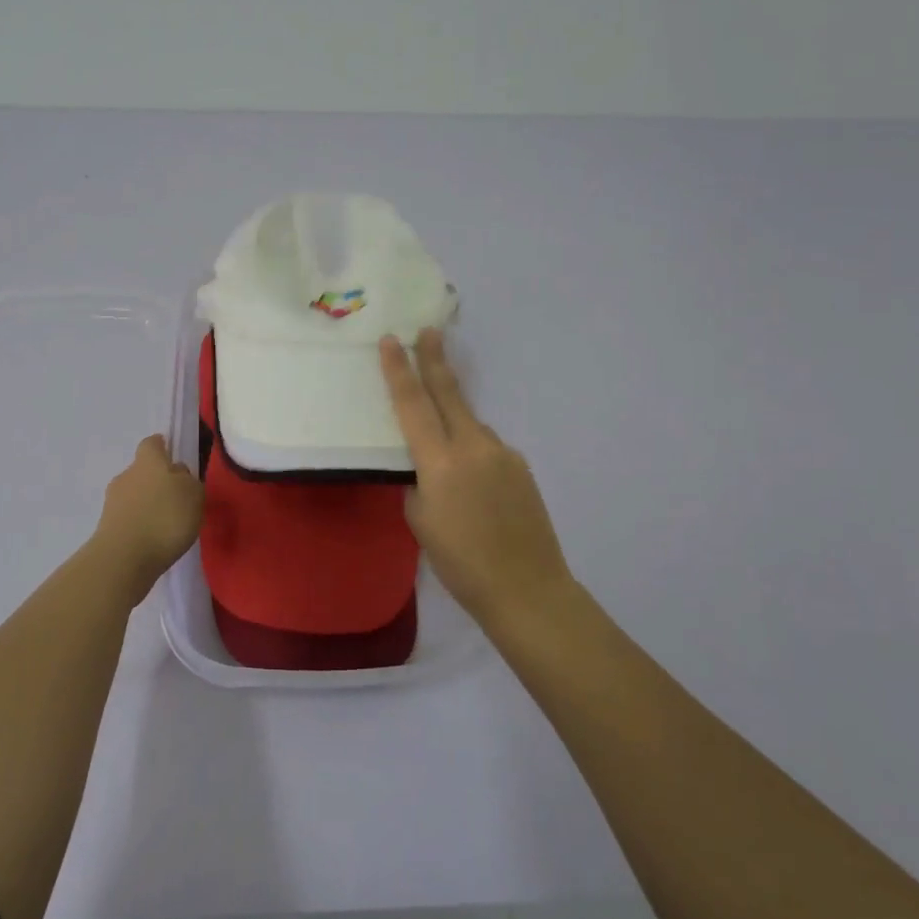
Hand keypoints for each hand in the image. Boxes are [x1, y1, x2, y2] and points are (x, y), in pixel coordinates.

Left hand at [91, 435, 204, 590]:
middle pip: (142, 470)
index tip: (171, 455)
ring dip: (148, 504)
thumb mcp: (193, 495)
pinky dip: (140, 523)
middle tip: (176, 498)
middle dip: (157, 480)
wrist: (124, 558)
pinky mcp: (107, 527)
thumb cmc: (165, 518)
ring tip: (166, 523)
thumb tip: (178, 475)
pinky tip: (153, 539)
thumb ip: (188, 481)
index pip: (152, 443)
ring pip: (134, 495)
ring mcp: (113, 501)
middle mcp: (127, 475)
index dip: (162, 447)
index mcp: (148, 461)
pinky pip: (128, 517)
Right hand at [379, 330, 572, 624]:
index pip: (413, 405)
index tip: (392, 340)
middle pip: (449, 393)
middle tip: (429, 330)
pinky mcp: (521, 466)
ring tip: (447, 464)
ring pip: (470, 425)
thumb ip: (419, 482)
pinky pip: (488, 449)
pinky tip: (475, 489)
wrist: (526, 588)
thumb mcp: (420, 520)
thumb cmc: (460, 562)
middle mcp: (474, 446)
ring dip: (454, 424)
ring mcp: (503, 453)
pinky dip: (473, 454)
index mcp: (440, 461)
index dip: (399, 371)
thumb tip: (428, 465)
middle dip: (435, 360)